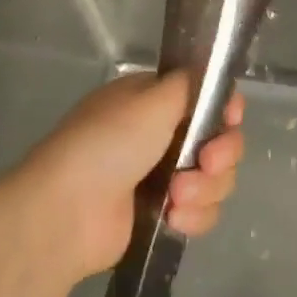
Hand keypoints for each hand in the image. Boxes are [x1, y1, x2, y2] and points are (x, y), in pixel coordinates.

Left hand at [3, 72, 244, 282]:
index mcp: (153, 101)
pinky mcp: (162, 215)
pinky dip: (195, 215)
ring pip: (216, 179)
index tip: (230, 119)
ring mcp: (162, 177)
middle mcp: (160, 135)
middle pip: (220, 140)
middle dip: (221, 154)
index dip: (226, 110)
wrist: (66, 213)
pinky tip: (173, 219)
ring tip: (177, 198)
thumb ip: (190, 83)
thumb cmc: (108, 145)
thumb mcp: (151, 98)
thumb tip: (209, 77)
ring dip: (206, 188)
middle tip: (207, 163)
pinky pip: (202, 211)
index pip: (207, 98)